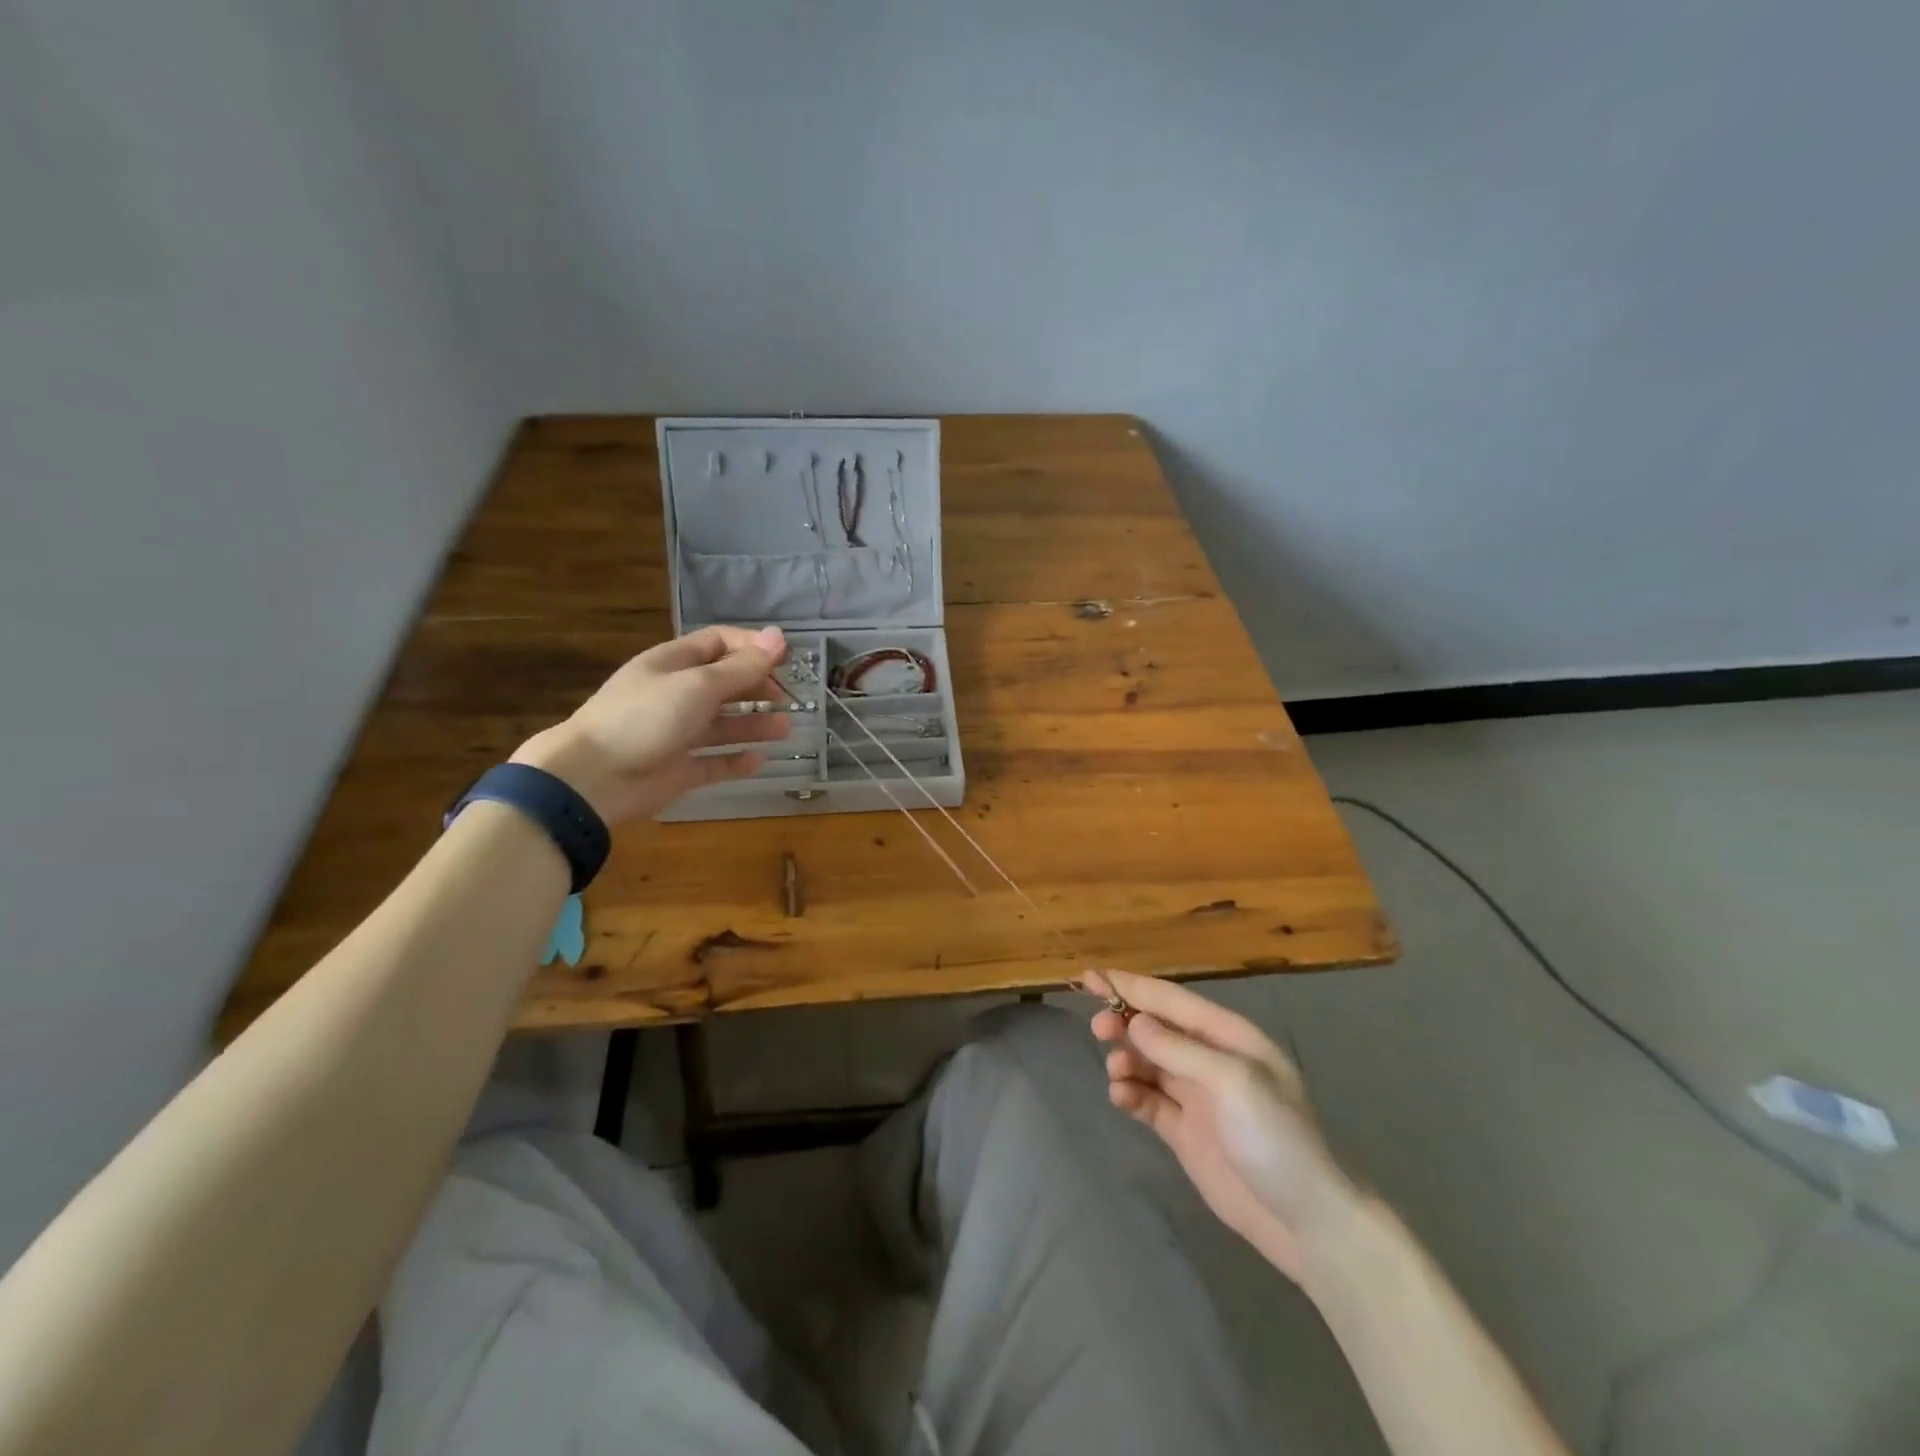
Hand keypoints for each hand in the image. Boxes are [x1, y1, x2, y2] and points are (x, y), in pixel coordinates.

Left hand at [511, 625, 791, 823]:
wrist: (592, 778)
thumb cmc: (645, 718)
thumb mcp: (698, 685)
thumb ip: (742, 666)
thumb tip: (780, 637)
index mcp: (673, 664)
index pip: (718, 643)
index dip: (752, 647)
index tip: (786, 659)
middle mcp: (675, 695)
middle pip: (724, 683)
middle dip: (757, 687)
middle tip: (788, 698)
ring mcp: (676, 734)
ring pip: (723, 724)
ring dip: (754, 724)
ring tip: (786, 728)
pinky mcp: (677, 770)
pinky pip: (713, 763)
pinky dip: (736, 761)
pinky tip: (760, 760)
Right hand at [1088, 969, 1358, 1281]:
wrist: (1306, 1222)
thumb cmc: (1276, 1137)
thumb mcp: (1233, 1082)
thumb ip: (1179, 1050)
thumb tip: (1135, 1023)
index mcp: (1229, 1038)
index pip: (1172, 1001)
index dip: (1132, 987)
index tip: (1093, 976)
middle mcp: (1210, 1060)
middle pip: (1156, 1030)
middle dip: (1125, 1022)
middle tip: (1097, 1027)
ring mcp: (1197, 1098)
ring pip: (1148, 1063)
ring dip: (1126, 1059)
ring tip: (1116, 1071)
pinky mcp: (1185, 1132)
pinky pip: (1148, 1100)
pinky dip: (1130, 1093)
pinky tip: (1121, 1097)